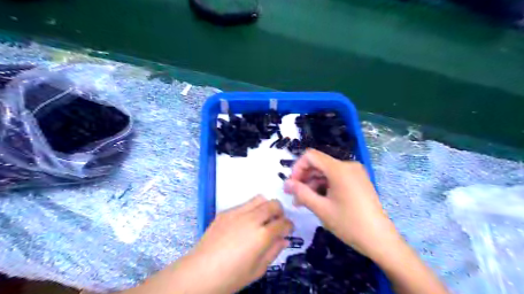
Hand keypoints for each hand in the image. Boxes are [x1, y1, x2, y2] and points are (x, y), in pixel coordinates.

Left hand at [169, 196, 292, 293]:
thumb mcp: (258, 269)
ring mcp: (237, 213)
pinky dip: (250, 210)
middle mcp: (252, 219)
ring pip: (259, 199)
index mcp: (262, 235)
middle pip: (273, 204)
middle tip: (276, 222)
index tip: (288, 230)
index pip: (283, 223)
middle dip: (280, 212)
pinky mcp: (226, 212)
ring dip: (266, 206)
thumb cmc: (232, 276)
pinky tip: (244, 224)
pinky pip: (244, 204)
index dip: (289, 226)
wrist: (200, 272)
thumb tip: (284, 239)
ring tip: (262, 219)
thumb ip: (274, 251)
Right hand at [285, 150, 399, 259]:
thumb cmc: (349, 224)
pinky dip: (324, 186)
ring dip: (313, 184)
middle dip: (304, 178)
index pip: (311, 156)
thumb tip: (286, 183)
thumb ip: (301, 193)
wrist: (381, 240)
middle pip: (318, 164)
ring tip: (303, 202)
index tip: (292, 185)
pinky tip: (318, 200)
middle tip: (295, 196)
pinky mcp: (358, 181)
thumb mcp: (321, 209)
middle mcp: (348, 165)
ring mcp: (355, 173)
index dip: (297, 167)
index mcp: (339, 169)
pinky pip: (336, 177)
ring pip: (326, 172)